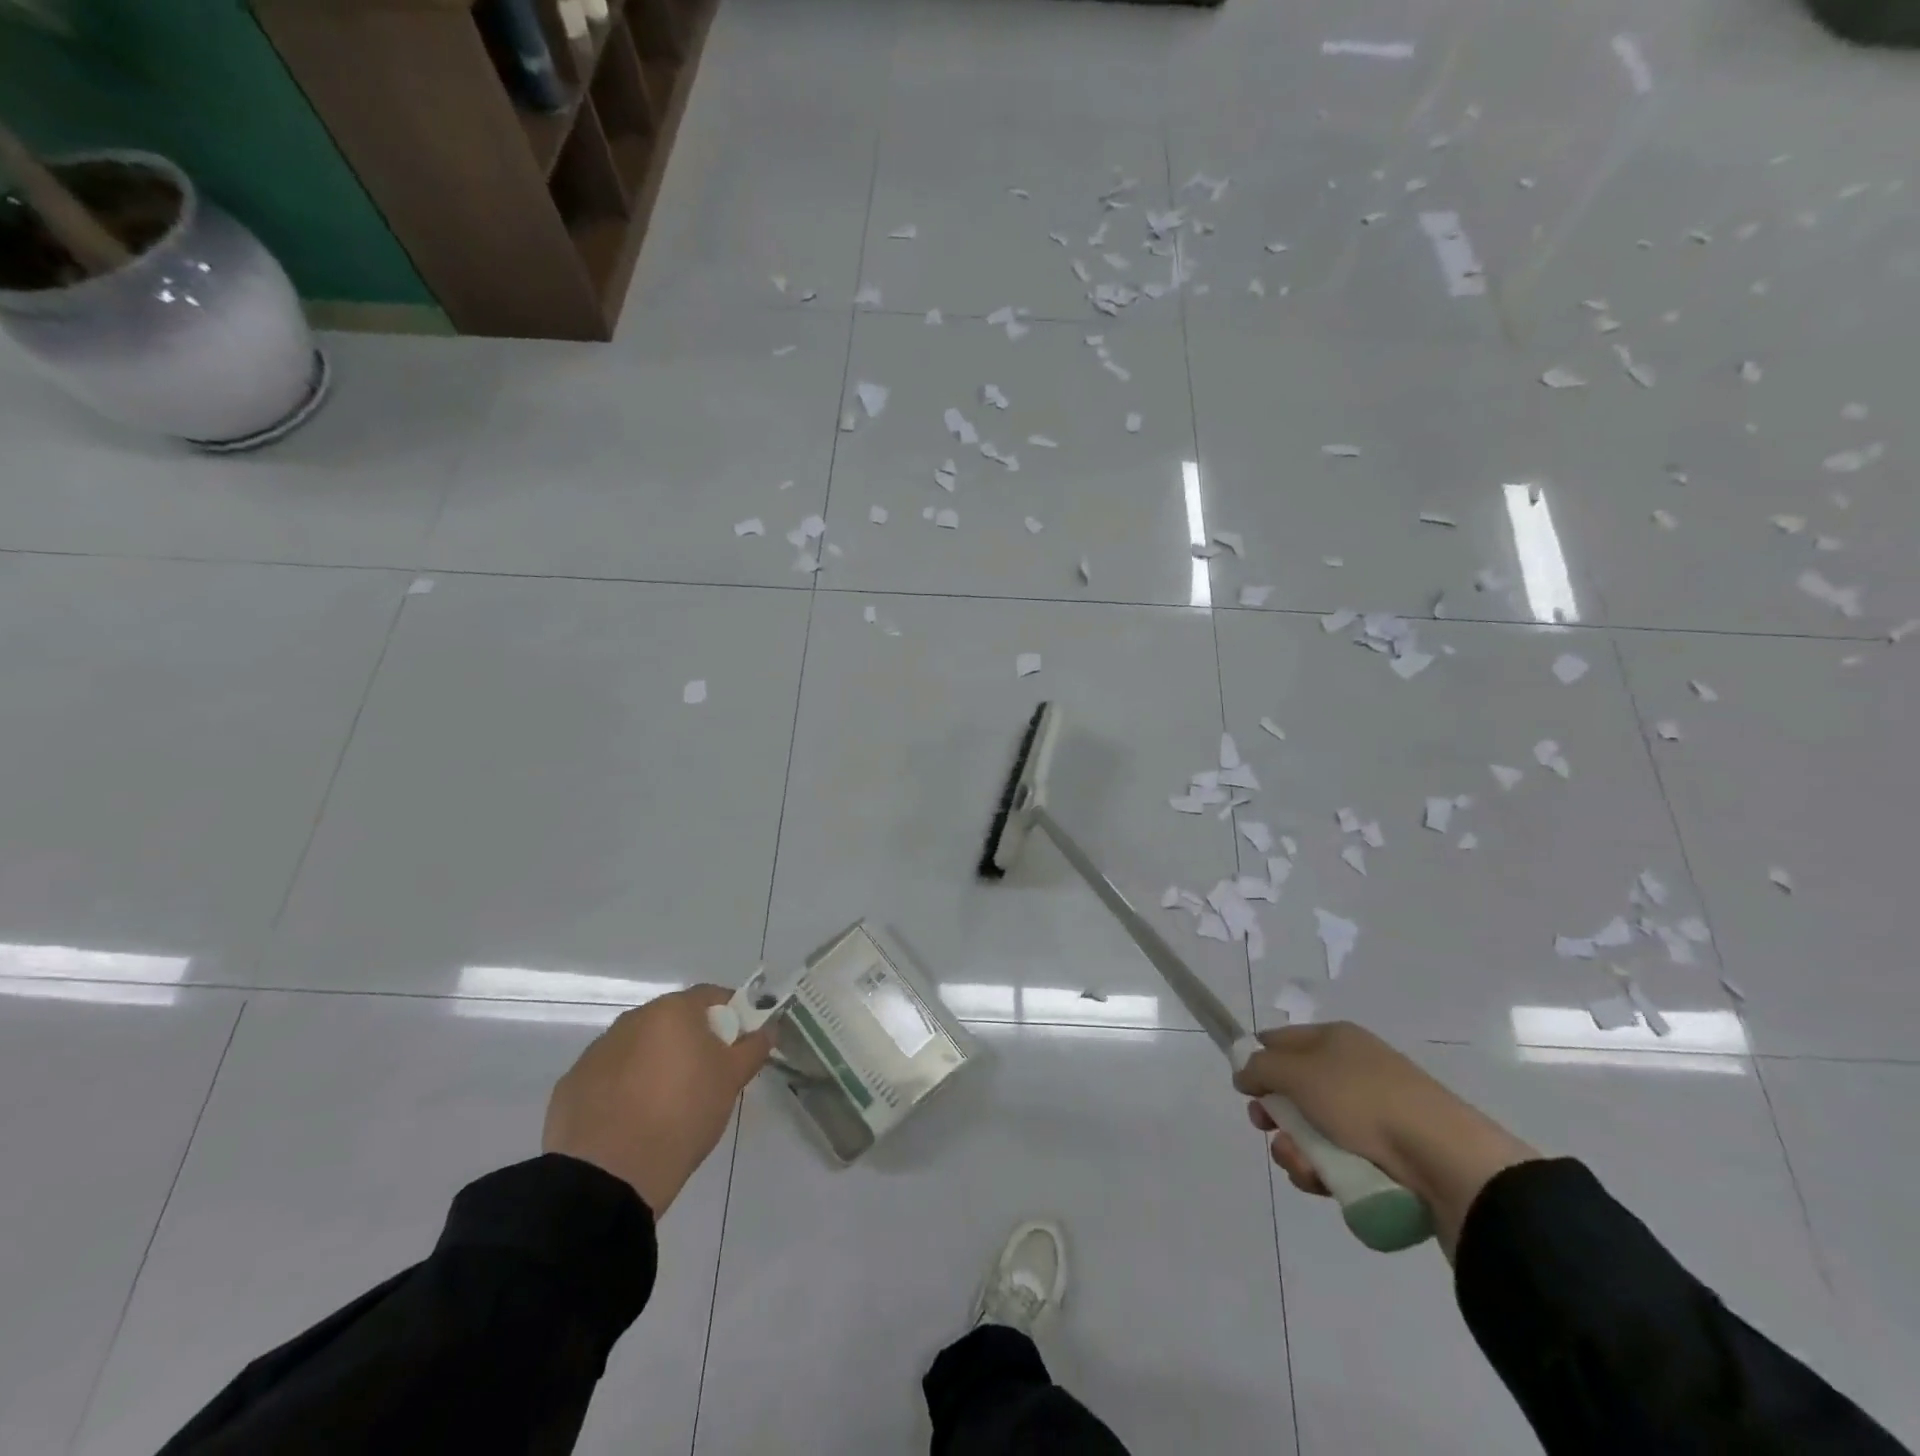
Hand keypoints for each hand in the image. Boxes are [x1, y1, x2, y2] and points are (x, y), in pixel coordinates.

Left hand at [543, 984, 770, 1215]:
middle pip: (672, 1020)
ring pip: (638, 1047)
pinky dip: (623, 1088)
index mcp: (672, 1011)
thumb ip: (753, 1048)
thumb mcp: (731, 1081)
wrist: (607, 1177)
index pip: (710, 996)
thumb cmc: (682, 1115)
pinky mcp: (570, 1085)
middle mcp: (631, 1020)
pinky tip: (631, 1121)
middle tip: (706, 1076)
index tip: (739, 1043)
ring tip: (665, 1105)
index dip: (731, 1015)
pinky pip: (609, 1077)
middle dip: (691, 1040)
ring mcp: (596, 1052)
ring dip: (654, 1063)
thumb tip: (768, 1028)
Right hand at [1233, 1022, 1536, 1256]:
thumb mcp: (1298, 1072)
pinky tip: (1324, 1183)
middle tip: (1267, 1128)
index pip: (1280, 1040)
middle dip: (1274, 1115)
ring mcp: (1371, 1115)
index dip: (1257, 1061)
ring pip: (1311, 1131)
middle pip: (1293, 1090)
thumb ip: (1260, 1067)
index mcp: (1334, 1039)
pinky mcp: (1386, 1157)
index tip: (1245, 1090)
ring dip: (1296, 1150)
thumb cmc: (1363, 1100)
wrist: (1445, 1159)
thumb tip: (1244, 1073)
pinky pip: (1337, 1160)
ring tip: (1304, 1167)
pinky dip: (1323, 1172)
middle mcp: (1351, 1070)